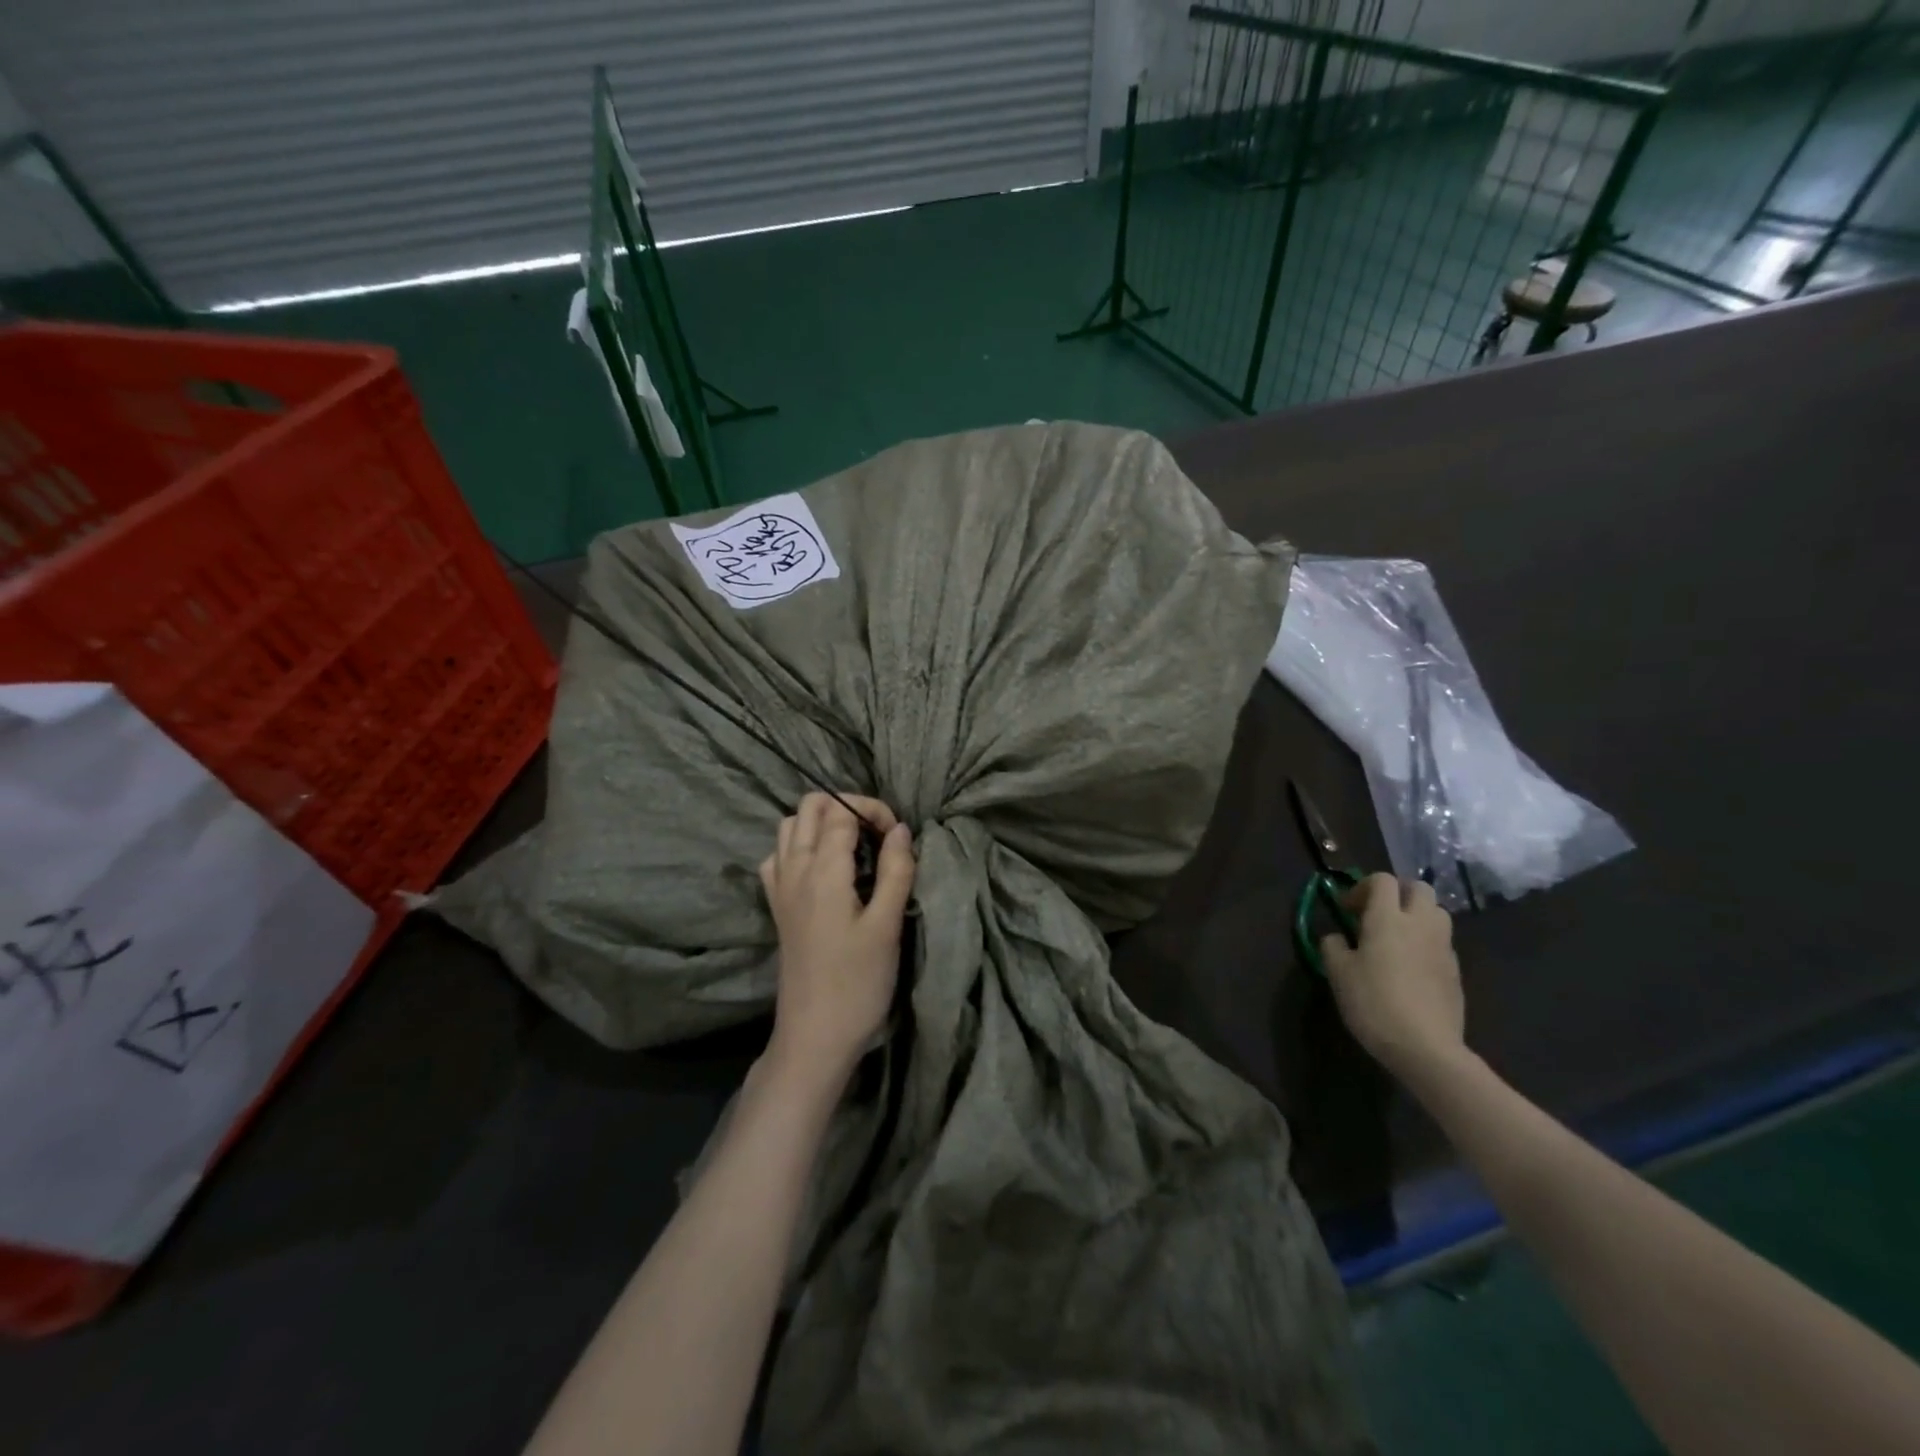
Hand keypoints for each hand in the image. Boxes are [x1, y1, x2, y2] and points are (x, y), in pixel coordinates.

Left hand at [759, 792, 915, 1089]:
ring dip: (821, 822)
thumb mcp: (887, 926)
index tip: (899, 837)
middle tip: (878, 834)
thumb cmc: (857, 983)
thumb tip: (901, 829)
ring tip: (854, 846)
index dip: (874, 811)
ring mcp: (780, 887)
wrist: (814, 1036)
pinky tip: (822, 868)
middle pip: (810, 806)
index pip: (842, 811)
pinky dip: (800, 846)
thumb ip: (896, 870)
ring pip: (790, 826)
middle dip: (846, 806)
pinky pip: (779, 855)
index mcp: (823, 870)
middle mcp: (794, 869)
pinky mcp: (777, 906)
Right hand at [1320, 873, 1466, 1083]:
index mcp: (1388, 918)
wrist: (1425, 1047)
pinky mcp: (1455, 971)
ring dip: (1417, 914)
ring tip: (1397, 936)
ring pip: (1437, 912)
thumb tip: (1337, 938)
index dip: (1363, 886)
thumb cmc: (1374, 1003)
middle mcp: (1420, 924)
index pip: (1382, 880)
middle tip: (1377, 913)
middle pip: (1419, 888)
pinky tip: (1411, 965)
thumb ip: (1333, 946)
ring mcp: (1443, 947)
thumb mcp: (1338, 973)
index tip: (1348, 909)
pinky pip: (1442, 941)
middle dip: (1398, 893)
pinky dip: (1427, 941)